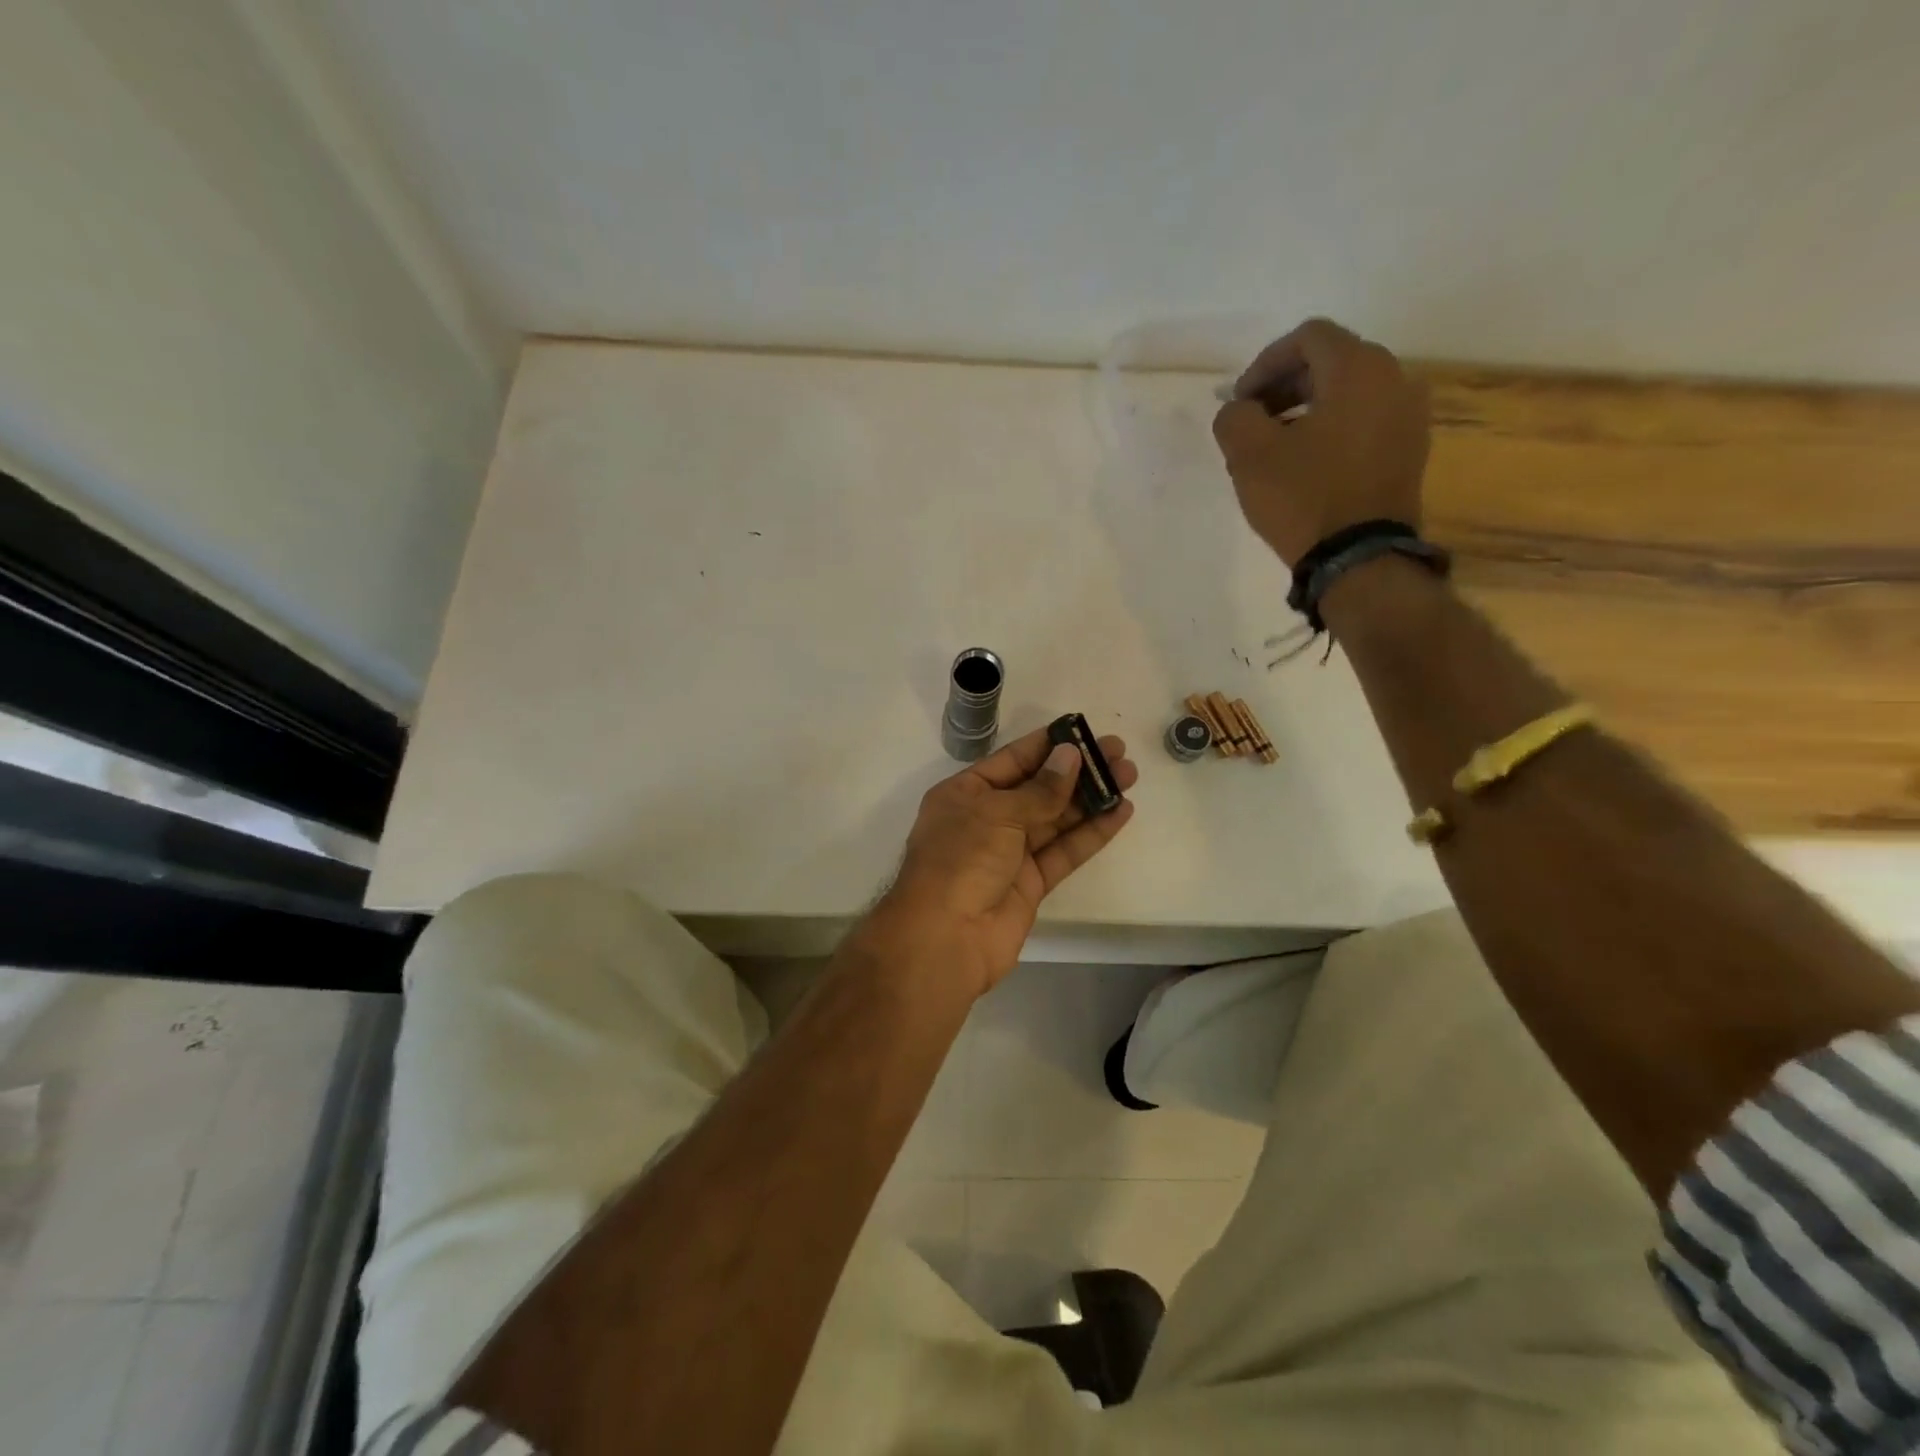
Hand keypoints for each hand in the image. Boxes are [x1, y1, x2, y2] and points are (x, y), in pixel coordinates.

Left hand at [859, 726, 1137, 999]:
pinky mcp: (1030, 884)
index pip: (1012, 760)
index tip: (1083, 731)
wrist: (945, 938)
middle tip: (1118, 753)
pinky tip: (1120, 814)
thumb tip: (1070, 756)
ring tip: (1128, 776)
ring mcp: (1009, 853)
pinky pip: (1064, 852)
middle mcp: (986, 819)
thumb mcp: (997, 813)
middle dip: (1077, 771)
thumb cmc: (960, 860)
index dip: (1048, 746)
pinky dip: (1091, 834)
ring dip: (1090, 799)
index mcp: (965, 793)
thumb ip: (1040, 789)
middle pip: (1038, 788)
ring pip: (1055, 819)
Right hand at [1211, 318, 1430, 565]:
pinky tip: (1307, 464)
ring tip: (1275, 447)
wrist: (1359, 558)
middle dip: (1285, 386)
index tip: (1239, 401)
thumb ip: (1235, 417)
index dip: (1265, 364)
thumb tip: (1239, 410)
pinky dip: (1332, 429)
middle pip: (1332, 362)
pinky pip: (1365, 422)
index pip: (1308, 337)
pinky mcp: (1409, 451)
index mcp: (1358, 368)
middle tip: (1253, 422)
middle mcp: (1395, 379)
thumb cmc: (1303, 497)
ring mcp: (1409, 416)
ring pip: (1349, 394)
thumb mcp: (1249, 455)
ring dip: (1307, 409)